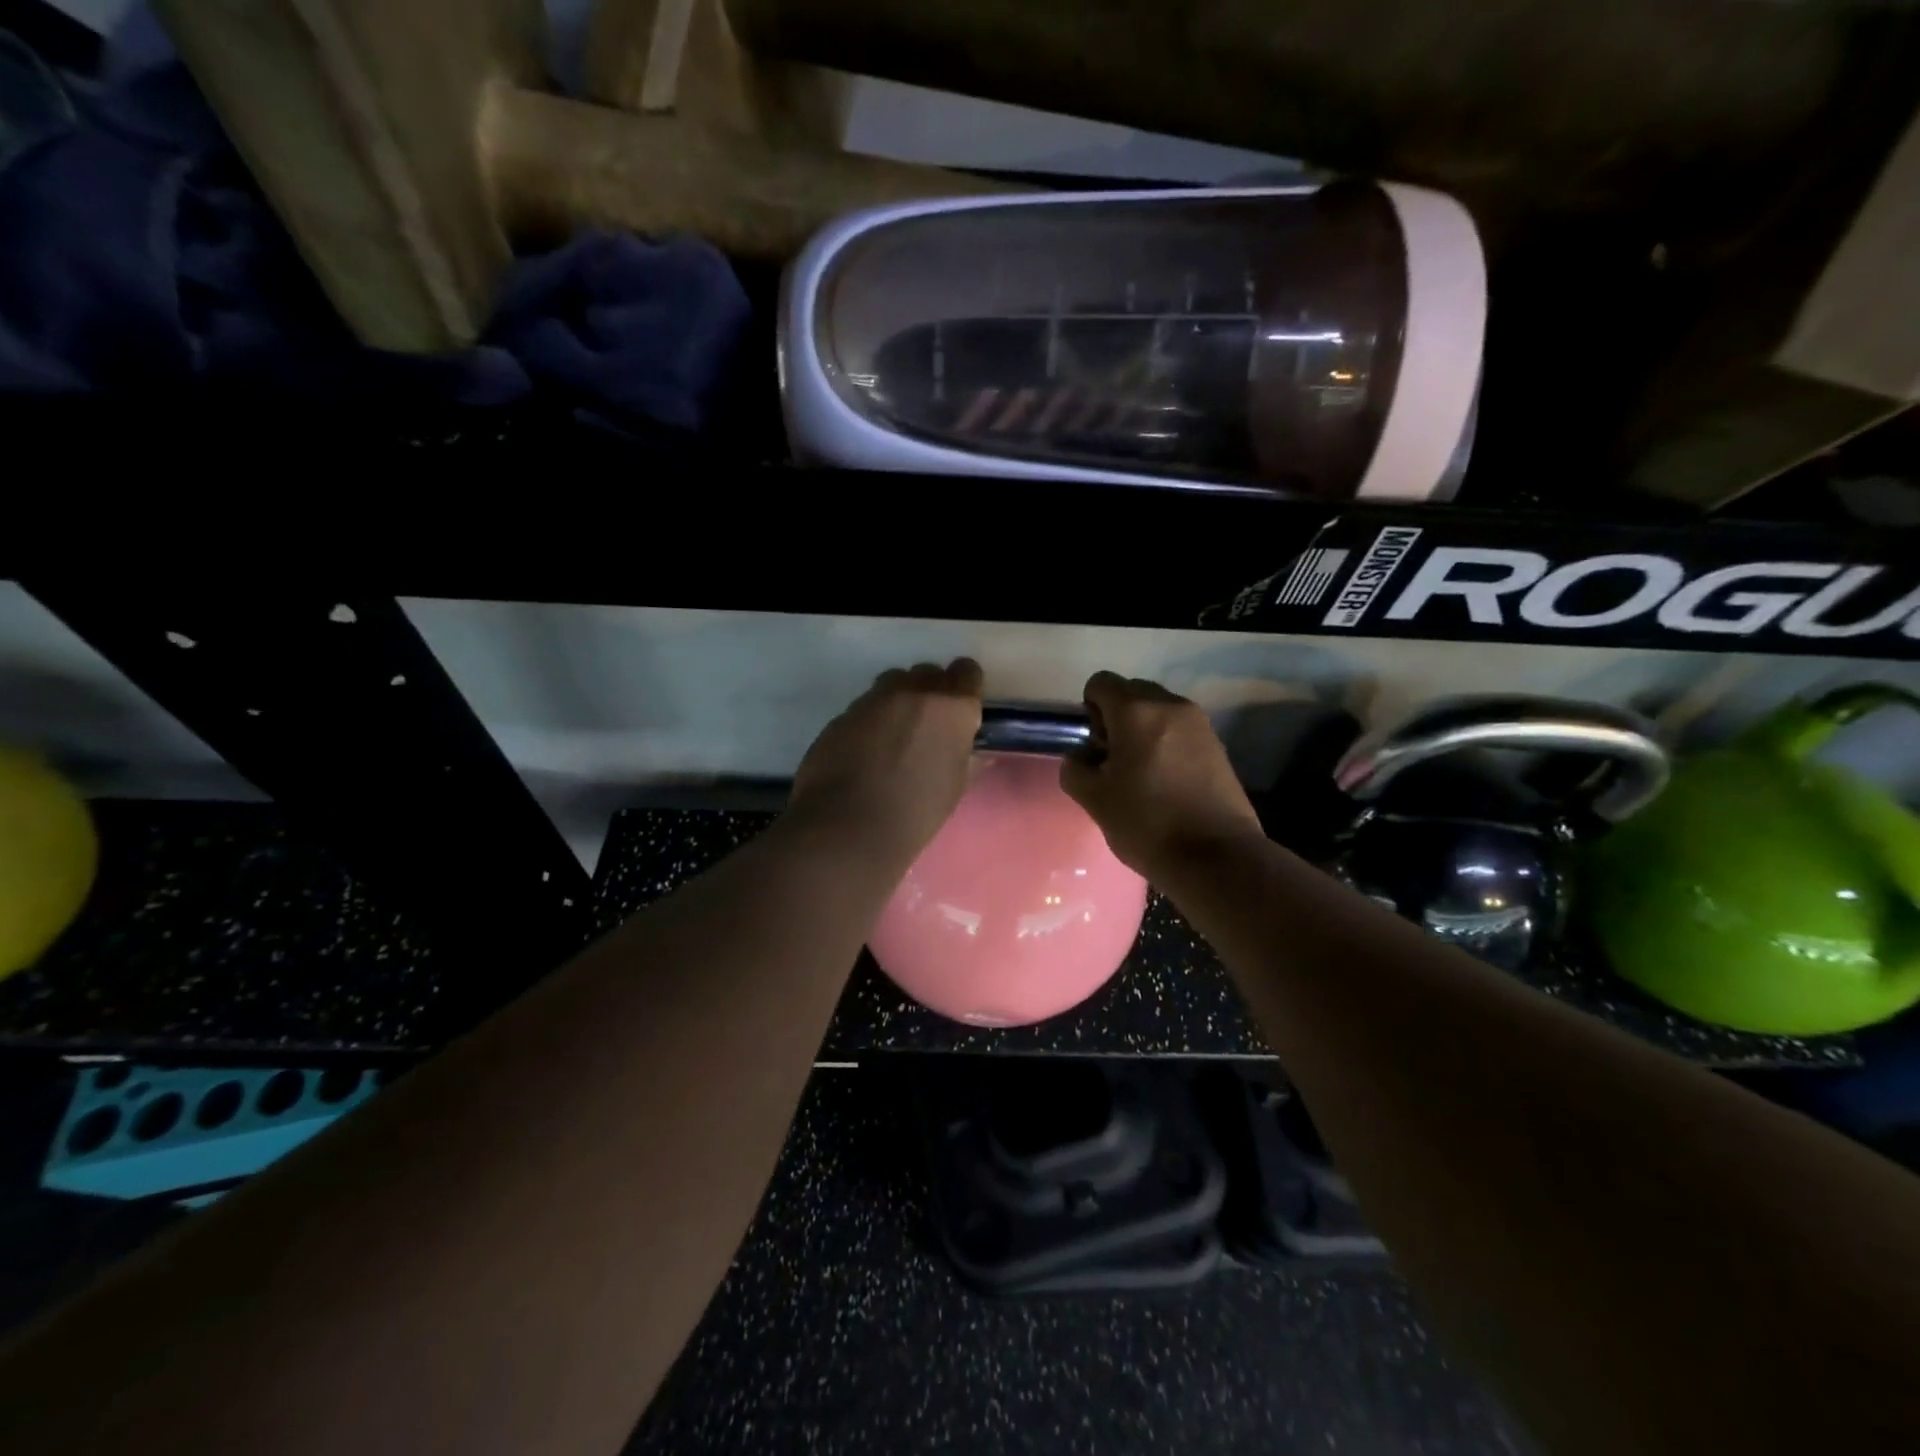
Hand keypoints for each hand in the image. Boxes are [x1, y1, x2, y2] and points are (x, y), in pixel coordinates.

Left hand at [788, 659, 984, 863]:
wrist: (847, 825)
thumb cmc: (915, 811)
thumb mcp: (954, 788)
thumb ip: (965, 759)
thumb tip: (974, 751)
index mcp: (952, 707)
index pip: (967, 672)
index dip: (965, 689)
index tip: (961, 711)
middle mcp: (914, 691)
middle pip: (928, 674)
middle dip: (931, 693)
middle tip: (928, 727)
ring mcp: (874, 699)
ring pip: (893, 683)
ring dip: (899, 701)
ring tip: (895, 737)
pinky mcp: (843, 713)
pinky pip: (865, 706)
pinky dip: (871, 721)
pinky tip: (866, 751)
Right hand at [1061, 672, 1264, 878]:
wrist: (1216, 857)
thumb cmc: (1147, 824)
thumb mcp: (1094, 800)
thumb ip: (1076, 769)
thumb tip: (1081, 757)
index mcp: (1136, 712)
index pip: (1101, 683)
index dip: (1088, 710)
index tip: (1093, 746)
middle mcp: (1171, 705)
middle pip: (1132, 692)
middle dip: (1116, 716)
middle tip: (1113, 759)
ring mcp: (1200, 723)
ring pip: (1158, 710)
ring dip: (1142, 729)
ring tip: (1141, 772)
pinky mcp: (1218, 745)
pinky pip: (1180, 729)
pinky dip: (1166, 742)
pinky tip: (1166, 781)